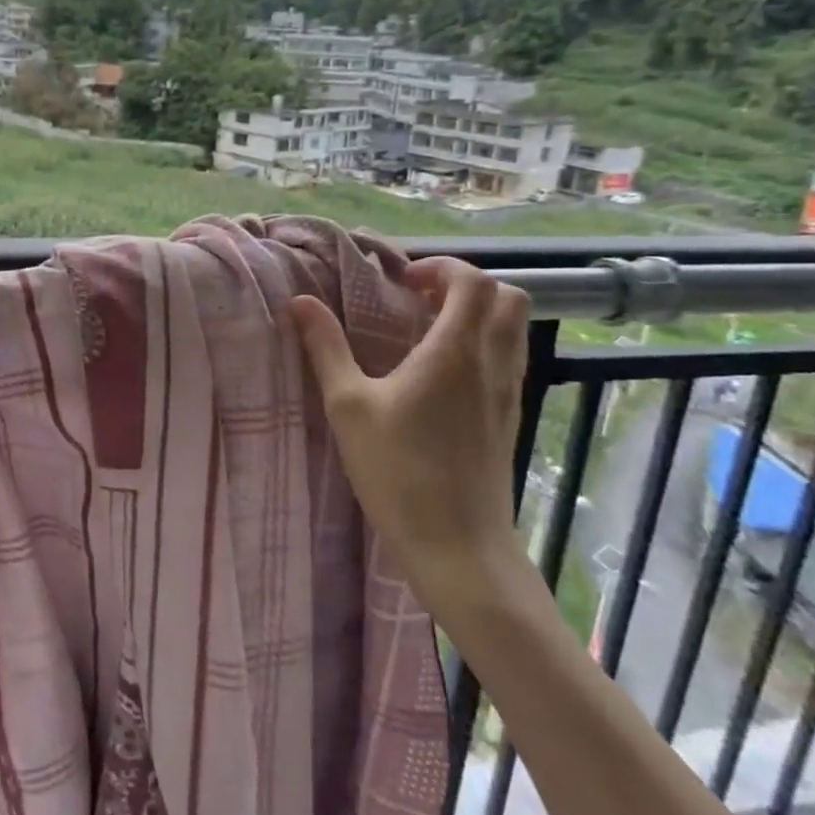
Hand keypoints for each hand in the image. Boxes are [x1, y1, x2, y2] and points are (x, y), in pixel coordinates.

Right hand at [286, 258, 529, 607]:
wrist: (458, 546)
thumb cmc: (398, 473)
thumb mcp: (348, 407)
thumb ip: (326, 348)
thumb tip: (301, 302)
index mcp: (454, 352)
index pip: (472, 282)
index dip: (440, 268)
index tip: (402, 281)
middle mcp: (491, 363)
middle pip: (507, 298)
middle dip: (466, 285)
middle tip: (420, 298)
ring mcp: (508, 392)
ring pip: (513, 329)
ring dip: (478, 313)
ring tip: (429, 330)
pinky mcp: (509, 418)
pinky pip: (509, 359)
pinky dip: (484, 344)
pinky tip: (443, 372)